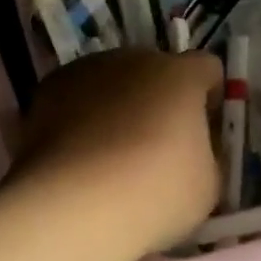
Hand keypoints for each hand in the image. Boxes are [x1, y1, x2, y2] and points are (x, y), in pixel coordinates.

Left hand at [15, 48, 223, 254]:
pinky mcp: (51, 86)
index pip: (207, 68)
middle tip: (155, 145)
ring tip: (110, 152)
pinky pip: (78, 95)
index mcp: (180, 74)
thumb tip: (193, 145)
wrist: (74, 202)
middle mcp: (135, 58)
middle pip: (157, 70)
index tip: (204, 129)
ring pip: (114, 80)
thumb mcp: (207, 184)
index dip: (209, 96)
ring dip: (119, 103)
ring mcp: (89, 68)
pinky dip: (82, 114)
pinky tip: (78, 153)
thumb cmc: (154, 192)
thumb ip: (206, 152)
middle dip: (160, 99)